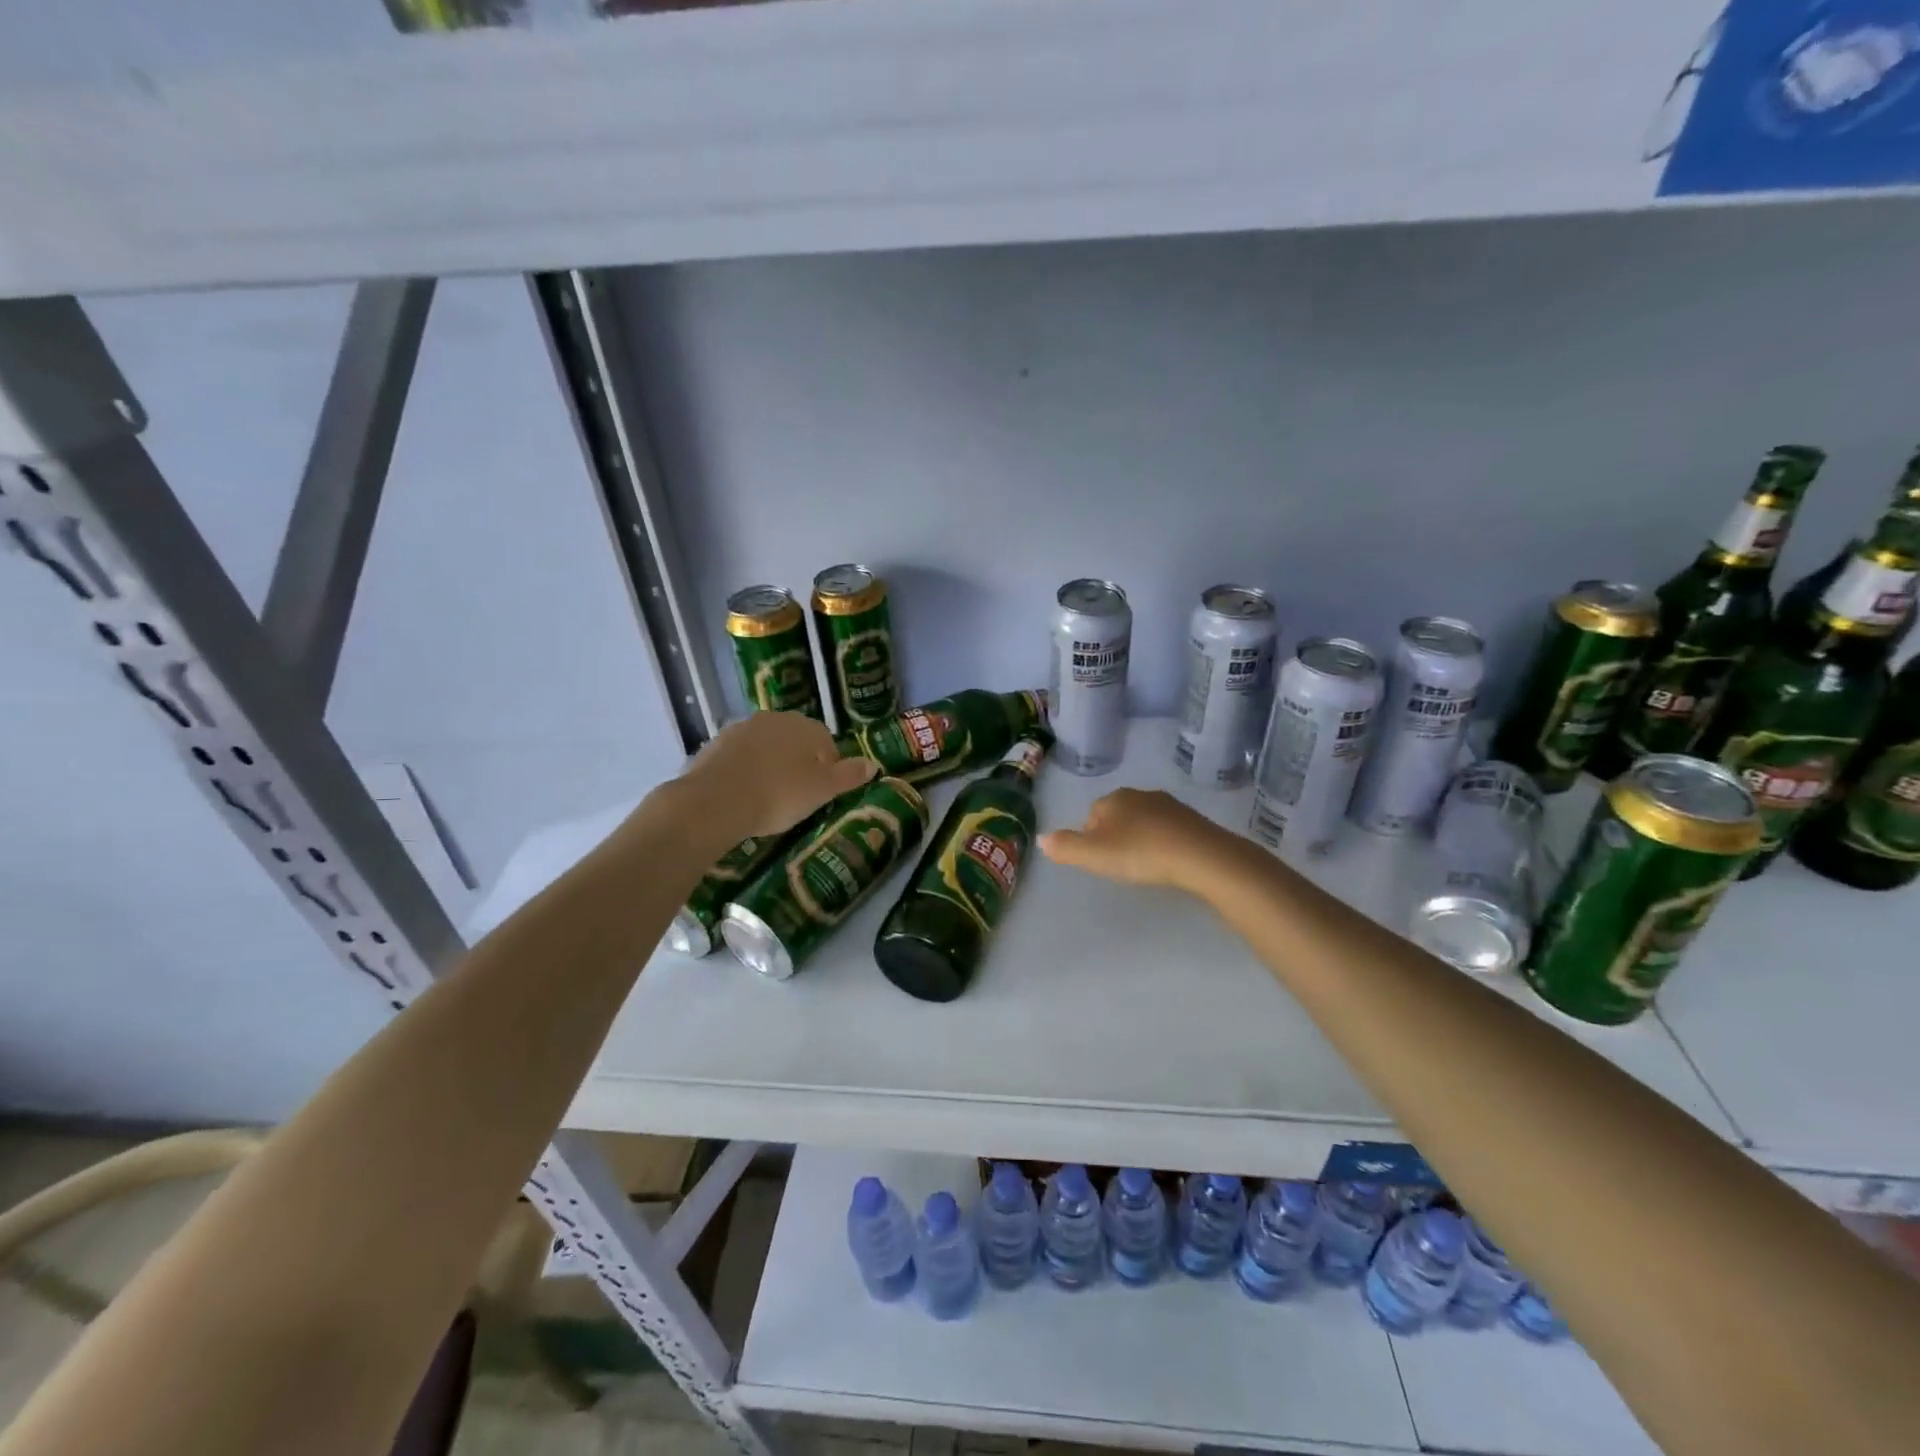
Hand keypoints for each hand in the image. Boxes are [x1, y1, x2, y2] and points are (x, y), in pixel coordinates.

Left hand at [680, 712, 876, 839]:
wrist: (713, 802)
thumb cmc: (778, 794)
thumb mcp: (822, 791)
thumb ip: (849, 776)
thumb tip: (873, 763)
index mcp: (804, 727)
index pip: (825, 742)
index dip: (827, 767)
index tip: (821, 792)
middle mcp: (774, 719)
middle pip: (794, 741)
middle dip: (797, 763)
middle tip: (795, 796)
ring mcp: (740, 729)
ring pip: (765, 747)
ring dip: (770, 765)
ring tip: (767, 797)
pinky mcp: (714, 745)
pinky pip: (739, 757)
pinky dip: (744, 771)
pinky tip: (742, 795)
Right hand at [1039, 788, 1239, 892]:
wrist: (1200, 856)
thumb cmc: (1140, 853)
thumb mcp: (1094, 855)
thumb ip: (1065, 847)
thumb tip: (1040, 839)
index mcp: (1113, 799)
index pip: (1092, 814)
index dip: (1091, 837)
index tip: (1098, 860)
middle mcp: (1140, 794)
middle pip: (1118, 815)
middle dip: (1116, 835)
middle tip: (1120, 864)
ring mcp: (1170, 805)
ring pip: (1144, 820)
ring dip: (1140, 838)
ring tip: (1144, 864)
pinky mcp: (1193, 819)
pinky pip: (1168, 829)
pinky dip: (1163, 842)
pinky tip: (1167, 861)